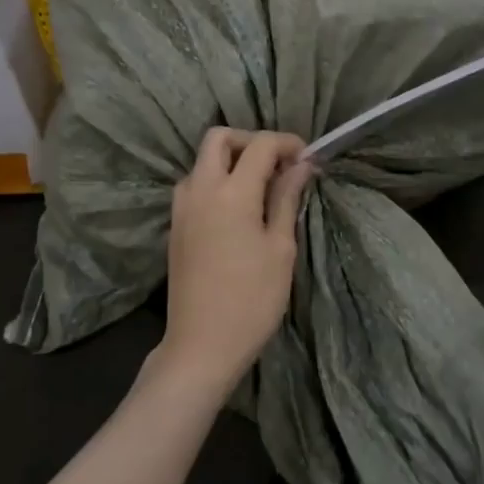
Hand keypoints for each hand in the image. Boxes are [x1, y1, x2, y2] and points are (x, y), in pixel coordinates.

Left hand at [159, 127, 312, 393]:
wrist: (202, 345)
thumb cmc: (252, 299)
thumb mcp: (280, 248)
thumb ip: (286, 198)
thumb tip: (302, 165)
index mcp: (231, 192)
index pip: (261, 145)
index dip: (288, 144)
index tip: (308, 159)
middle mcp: (200, 189)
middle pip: (220, 139)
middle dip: (252, 142)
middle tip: (279, 166)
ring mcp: (182, 207)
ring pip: (203, 161)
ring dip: (232, 160)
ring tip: (262, 188)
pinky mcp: (175, 225)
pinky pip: (195, 185)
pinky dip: (218, 181)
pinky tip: (239, 209)